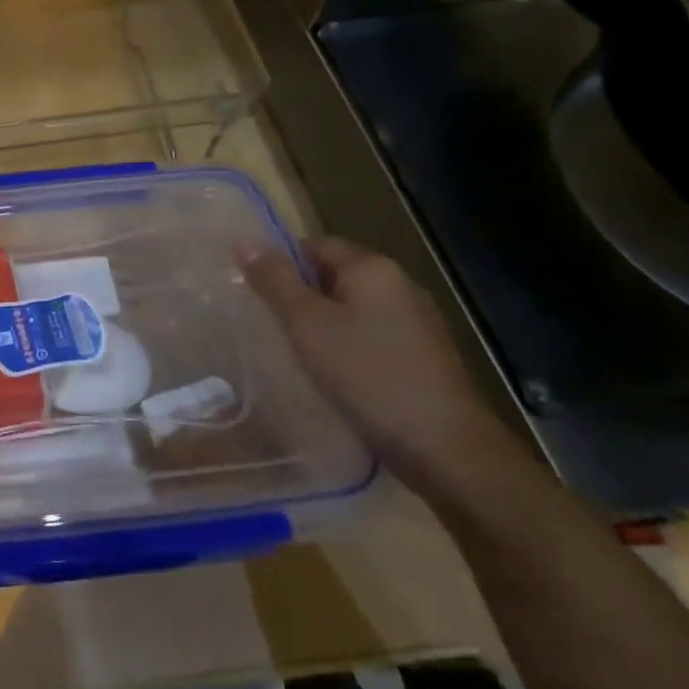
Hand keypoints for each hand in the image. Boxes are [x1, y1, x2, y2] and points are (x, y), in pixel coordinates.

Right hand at [240, 235, 520, 500]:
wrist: (444, 447)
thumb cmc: (367, 375)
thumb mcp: (306, 324)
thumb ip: (274, 281)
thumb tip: (244, 241)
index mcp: (373, 268)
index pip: (315, 245)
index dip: (281, 264)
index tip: (255, 293)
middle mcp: (400, 285)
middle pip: (335, 276)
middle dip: (301, 295)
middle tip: (268, 322)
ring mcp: (417, 322)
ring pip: (354, 308)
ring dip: (324, 323)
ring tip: (294, 350)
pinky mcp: (424, 356)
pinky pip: (372, 335)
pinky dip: (348, 345)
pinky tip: (333, 372)